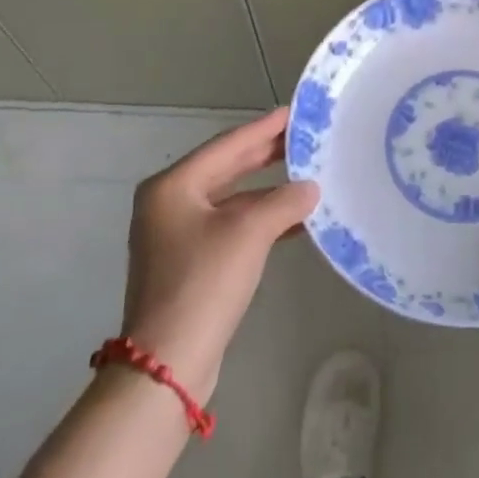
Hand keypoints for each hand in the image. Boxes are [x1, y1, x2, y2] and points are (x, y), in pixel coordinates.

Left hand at [120, 109, 319, 400]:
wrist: (167, 365)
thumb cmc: (203, 283)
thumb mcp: (249, 233)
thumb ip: (285, 201)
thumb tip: (311, 188)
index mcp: (173, 186)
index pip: (228, 145)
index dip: (265, 128)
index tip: (295, 112)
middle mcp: (169, 204)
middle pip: (227, 168)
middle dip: (266, 155)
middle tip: (304, 138)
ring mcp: (175, 236)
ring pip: (231, 199)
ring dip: (267, 190)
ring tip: (306, 174)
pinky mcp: (188, 263)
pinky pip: (230, 226)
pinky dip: (259, 219)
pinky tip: (292, 221)